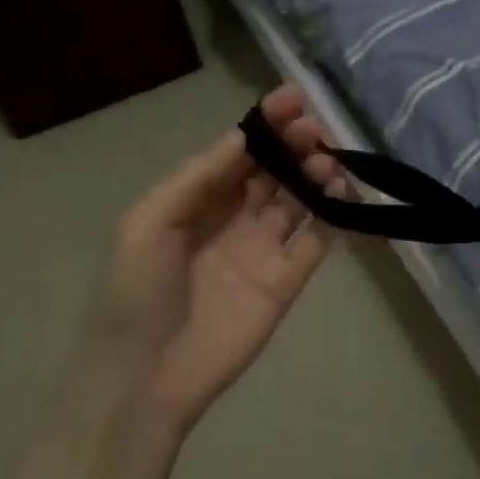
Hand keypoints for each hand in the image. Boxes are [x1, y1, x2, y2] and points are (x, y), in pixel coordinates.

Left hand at [93, 85, 345, 434]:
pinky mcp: (287, 280)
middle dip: (295, 142)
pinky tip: (342, 197)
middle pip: (274, 169)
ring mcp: (263, 248)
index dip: (265, 122)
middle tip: (314, 129)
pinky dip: (335, 216)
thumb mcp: (150, 221)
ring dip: (316, 174)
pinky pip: (318, 239)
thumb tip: (247, 135)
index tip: (293, 97)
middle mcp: (234, 217)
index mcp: (197, 198)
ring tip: (327, 164)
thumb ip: (200, 176)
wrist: (143, 381)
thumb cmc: (136, 292)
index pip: (240, 150)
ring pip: (300, 198)